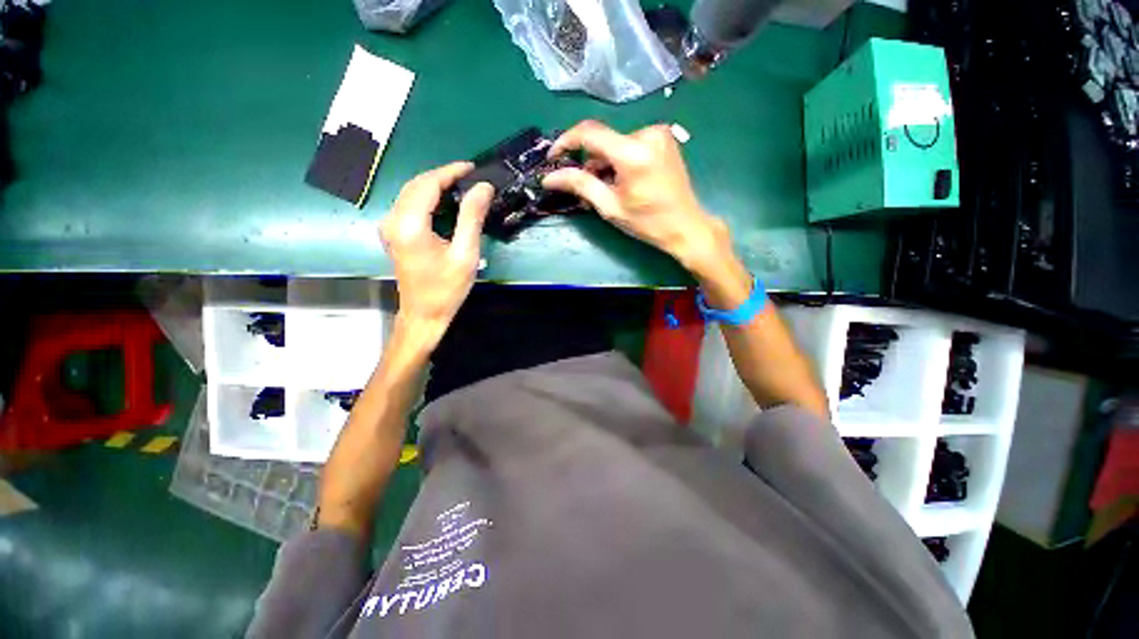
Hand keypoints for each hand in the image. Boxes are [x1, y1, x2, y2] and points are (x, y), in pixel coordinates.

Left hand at [380, 162, 492, 338]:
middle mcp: (393, 220)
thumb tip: (483, 187)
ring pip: (410, 193)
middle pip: (416, 185)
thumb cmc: (447, 288)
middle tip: (469, 177)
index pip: (428, 184)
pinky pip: (408, 205)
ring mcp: (389, 227)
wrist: (423, 314)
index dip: (450, 171)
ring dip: (434, 185)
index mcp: (410, 224)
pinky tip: (444, 203)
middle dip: (442, 176)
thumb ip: (472, 217)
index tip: (472, 168)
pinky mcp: (392, 233)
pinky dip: (427, 198)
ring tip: (461, 186)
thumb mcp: (465, 254)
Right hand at [543, 121, 730, 275]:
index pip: (589, 133)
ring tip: (608, 189)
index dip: (566, 142)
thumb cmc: (647, 222)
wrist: (686, 226)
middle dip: (590, 163)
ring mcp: (658, 134)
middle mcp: (647, 133)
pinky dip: (620, 160)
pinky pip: (630, 144)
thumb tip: (549, 177)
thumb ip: (580, 185)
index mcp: (632, 152)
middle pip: (604, 141)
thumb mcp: (609, 206)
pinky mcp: (664, 139)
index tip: (553, 157)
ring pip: (616, 143)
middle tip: (587, 189)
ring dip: (605, 163)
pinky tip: (623, 180)